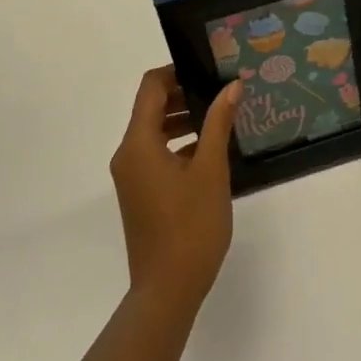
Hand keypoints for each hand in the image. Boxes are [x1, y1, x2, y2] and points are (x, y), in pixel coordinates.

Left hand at [110, 67, 239, 316]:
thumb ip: (218, 122)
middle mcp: (128, 154)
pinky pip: (156, 154)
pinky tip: (210, 150)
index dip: (176, 71)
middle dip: (184, 94)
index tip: (209, 69)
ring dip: (183, 119)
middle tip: (221, 90)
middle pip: (150, 107)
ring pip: (154, 131)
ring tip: (221, 116)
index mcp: (138, 143)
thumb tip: (232, 85)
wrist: (167, 291)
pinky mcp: (139, 194)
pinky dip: (179, 144)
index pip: (150, 87)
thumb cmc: (190, 226)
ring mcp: (131, 176)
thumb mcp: (211, 170)